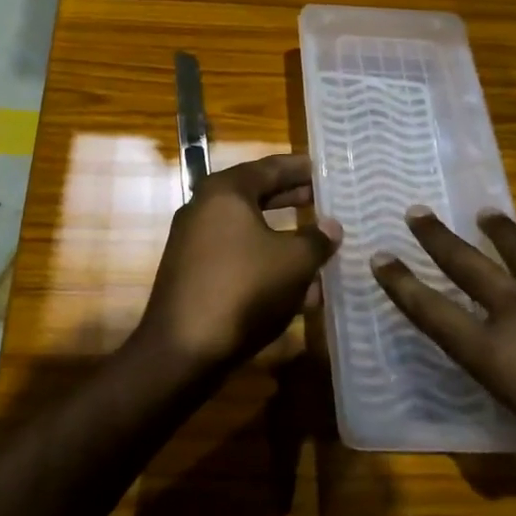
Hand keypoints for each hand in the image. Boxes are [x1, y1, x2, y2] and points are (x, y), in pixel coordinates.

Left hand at [134, 154, 341, 373]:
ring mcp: (193, 242)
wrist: (184, 348)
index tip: (322, 168)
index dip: (298, 168)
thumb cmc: (243, 289)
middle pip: (255, 195)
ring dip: (281, 235)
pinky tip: (293, 284)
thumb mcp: (293, 262)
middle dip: (290, 198)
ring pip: (247, 229)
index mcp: (225, 192)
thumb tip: (331, 226)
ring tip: (315, 241)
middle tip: (320, 198)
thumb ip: (317, 239)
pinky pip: (236, 256)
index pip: (269, 167)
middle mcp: (203, 208)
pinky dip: (264, 261)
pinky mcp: (192, 273)